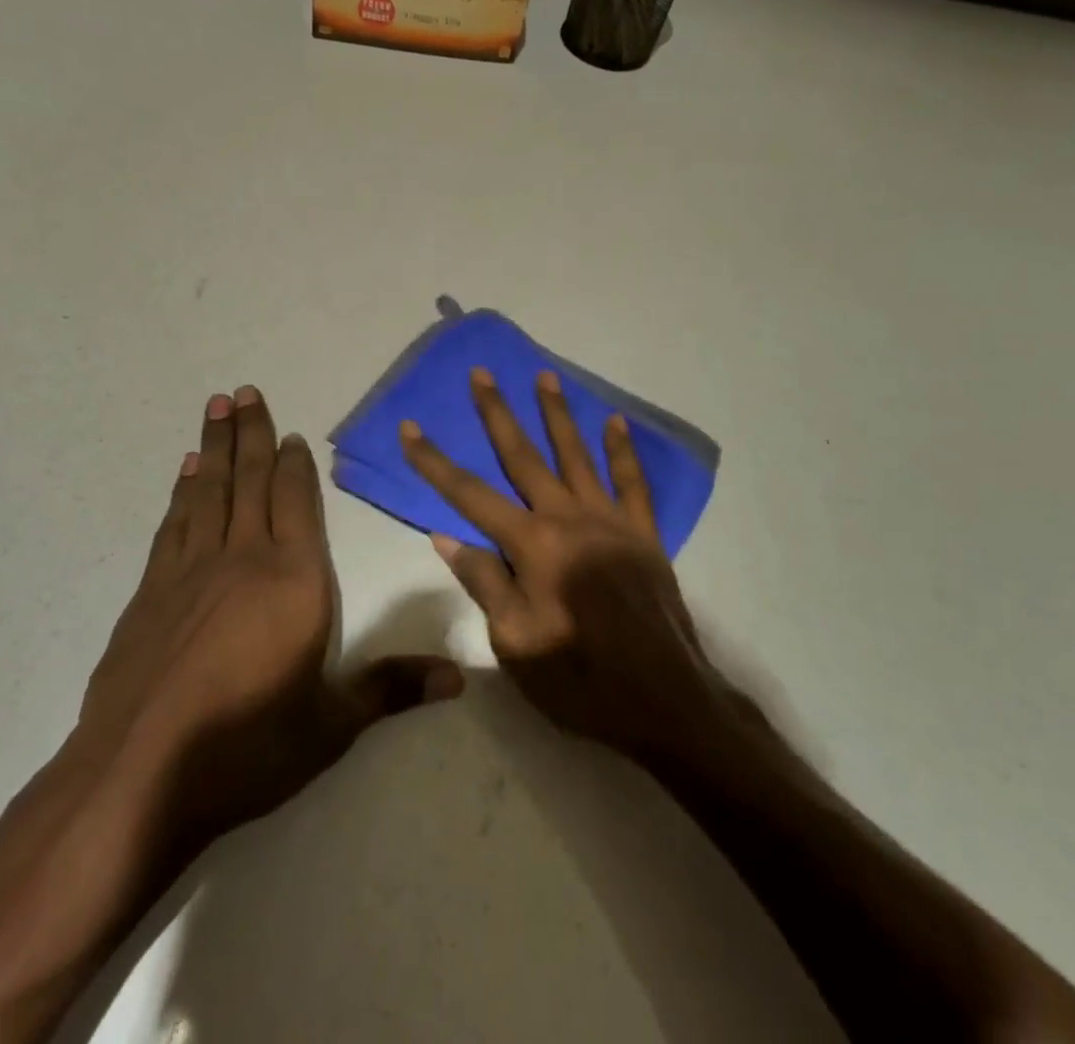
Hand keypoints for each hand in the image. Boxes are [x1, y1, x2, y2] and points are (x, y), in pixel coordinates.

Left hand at [79, 386, 463, 855]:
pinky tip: (185, 474)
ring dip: (214, 448)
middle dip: (250, 433)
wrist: (137, 778)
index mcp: (295, 580)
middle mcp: (244, 559)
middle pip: (250, 481)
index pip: (297, 503)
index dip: (294, 465)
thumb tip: (459, 679)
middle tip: (244, 390)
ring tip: (216, 408)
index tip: (290, 433)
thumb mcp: (331, 725)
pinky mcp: (151, 593)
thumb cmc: (248, 746)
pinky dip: (182, 493)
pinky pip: (174, 525)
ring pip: (209, 492)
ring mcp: (192, 572)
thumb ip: (392, 690)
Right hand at [400, 368, 742, 764]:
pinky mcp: (643, 533)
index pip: (470, 494)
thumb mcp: (515, 643)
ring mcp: (610, 521)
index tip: (410, 428)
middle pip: (523, 456)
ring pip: (577, 455)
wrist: (664, 700)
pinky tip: (616, 422)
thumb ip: (484, 582)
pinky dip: (623, 451)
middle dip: (497, 413)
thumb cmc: (580, 680)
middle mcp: (568, 518)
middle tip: (482, 373)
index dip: (435, 461)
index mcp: (532, 545)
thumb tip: (446, 535)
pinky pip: (632, 482)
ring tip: (544, 376)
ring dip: (558, 414)